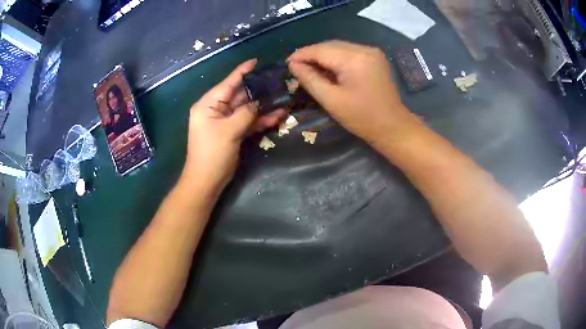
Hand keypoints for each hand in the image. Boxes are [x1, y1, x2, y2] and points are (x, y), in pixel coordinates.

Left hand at [182, 59, 285, 193]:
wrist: (207, 181)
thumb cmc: (212, 153)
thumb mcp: (229, 130)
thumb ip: (246, 113)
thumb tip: (259, 102)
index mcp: (208, 104)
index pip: (228, 83)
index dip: (242, 72)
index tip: (256, 61)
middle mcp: (216, 109)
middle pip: (239, 95)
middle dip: (258, 91)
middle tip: (277, 82)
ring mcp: (224, 121)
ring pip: (246, 109)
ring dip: (263, 107)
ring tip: (283, 99)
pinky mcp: (232, 132)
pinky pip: (247, 122)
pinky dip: (260, 120)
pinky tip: (277, 116)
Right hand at [288, 41, 419, 143]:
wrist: (393, 126)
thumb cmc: (362, 118)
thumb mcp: (331, 100)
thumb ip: (310, 79)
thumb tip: (293, 65)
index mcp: (354, 59)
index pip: (320, 50)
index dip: (301, 55)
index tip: (287, 64)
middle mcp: (364, 49)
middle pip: (330, 45)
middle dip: (311, 55)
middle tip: (297, 68)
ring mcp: (372, 52)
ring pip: (339, 48)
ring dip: (323, 56)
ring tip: (310, 69)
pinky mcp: (375, 57)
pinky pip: (349, 52)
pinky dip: (336, 59)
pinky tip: (328, 69)